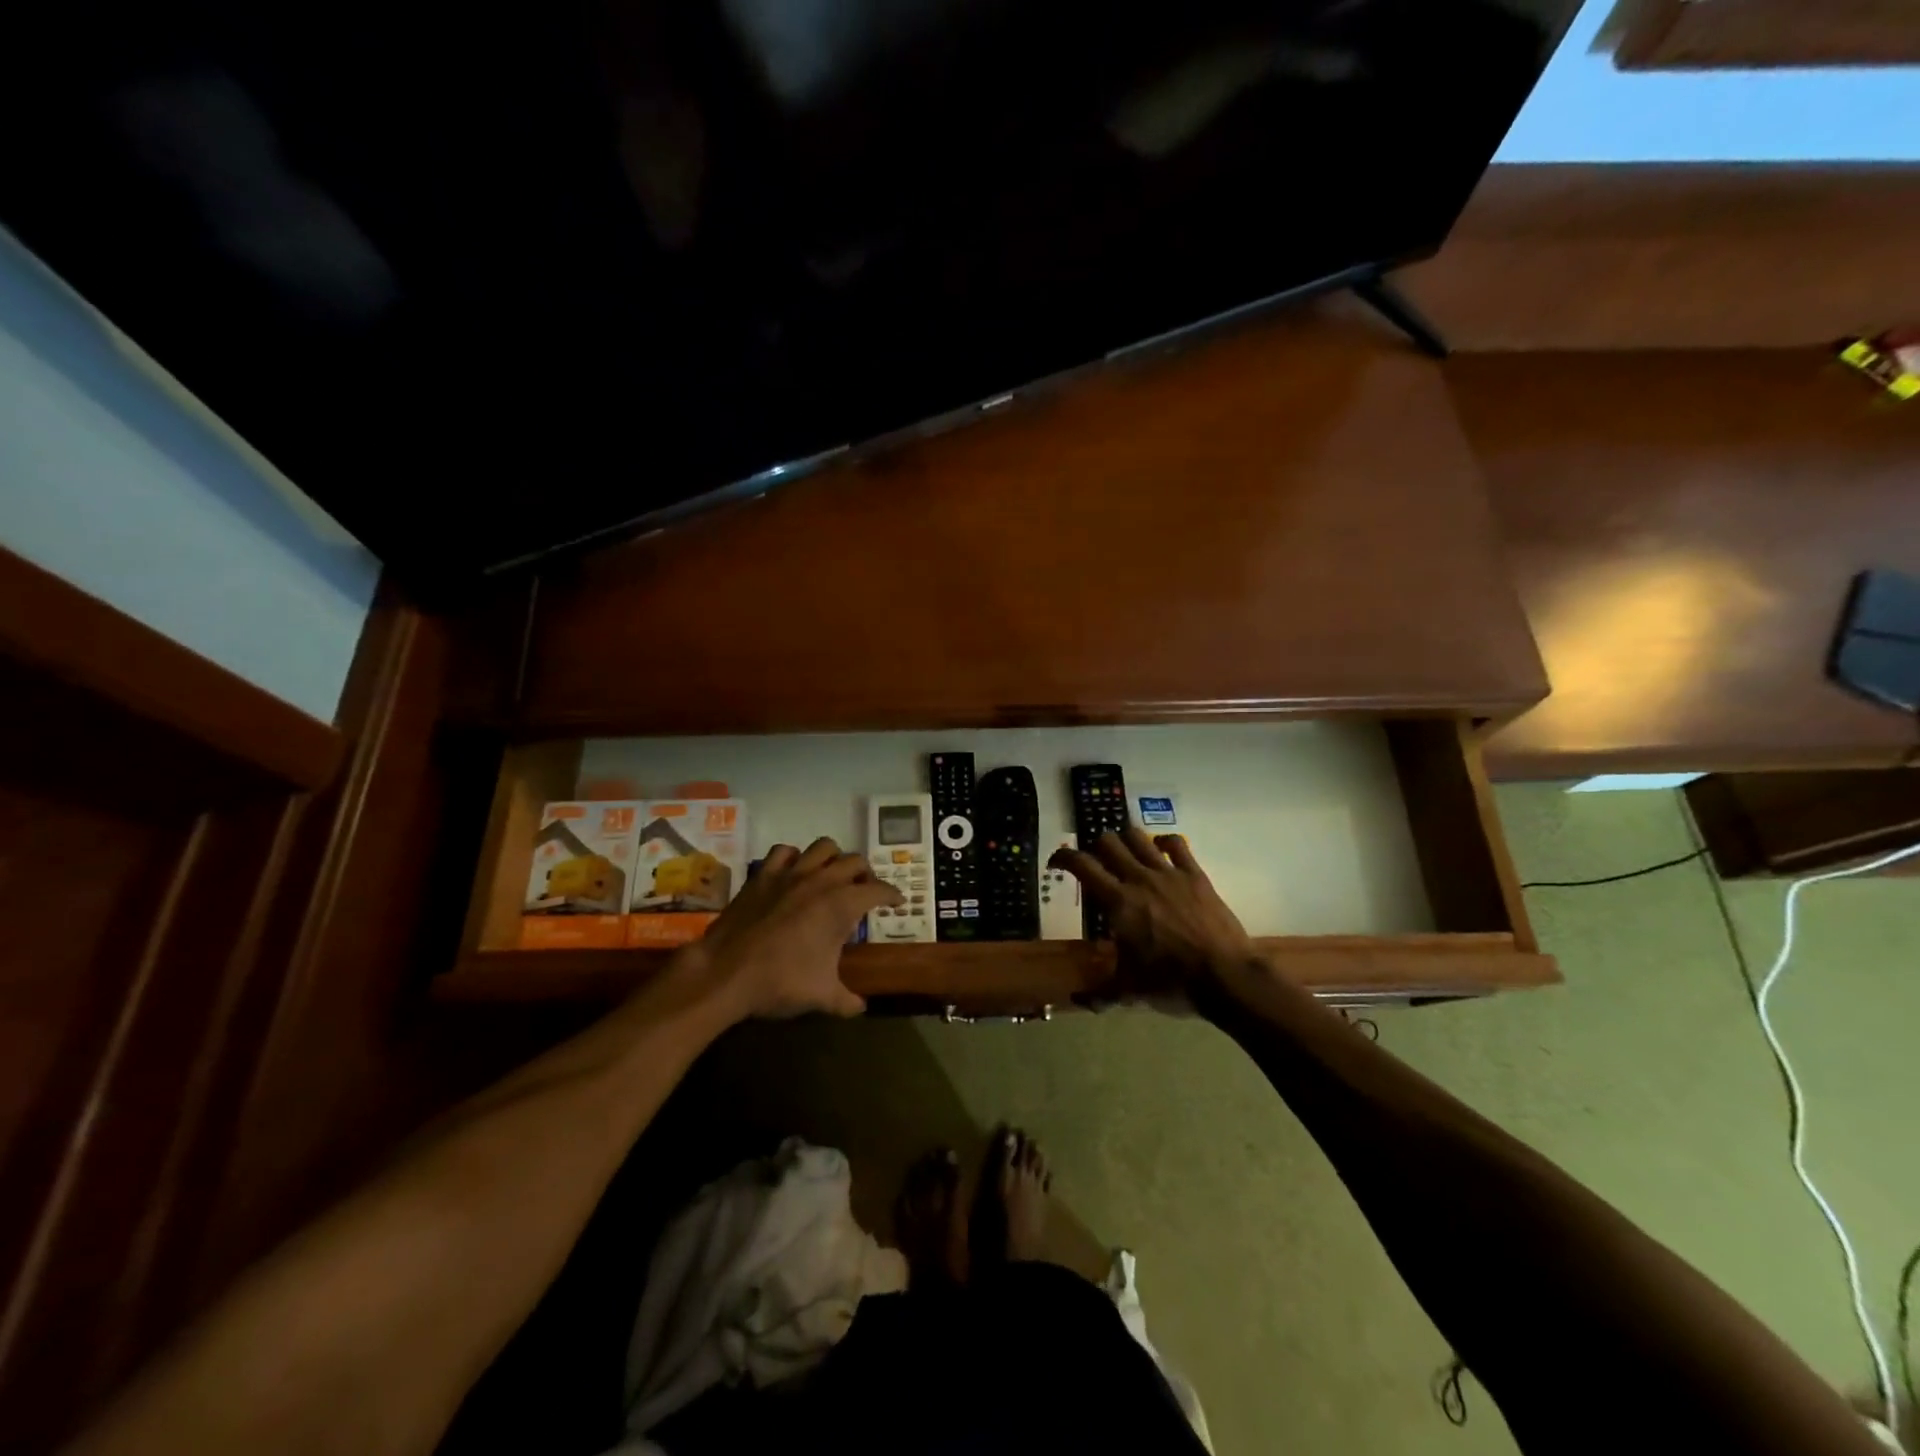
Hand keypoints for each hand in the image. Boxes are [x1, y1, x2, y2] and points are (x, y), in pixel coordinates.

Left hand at [682, 837, 900, 1020]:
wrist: (726, 973)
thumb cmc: (781, 982)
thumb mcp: (822, 996)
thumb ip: (847, 1000)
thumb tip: (861, 1008)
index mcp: (842, 904)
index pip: (879, 890)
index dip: (892, 895)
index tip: (897, 902)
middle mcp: (821, 881)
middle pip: (855, 862)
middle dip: (866, 874)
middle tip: (865, 891)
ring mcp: (790, 874)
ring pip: (823, 847)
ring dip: (833, 858)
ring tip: (833, 876)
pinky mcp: (763, 875)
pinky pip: (784, 852)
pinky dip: (794, 858)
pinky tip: (794, 872)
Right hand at [1049, 827, 1257, 1011]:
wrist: (1225, 975)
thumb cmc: (1171, 982)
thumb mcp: (1130, 991)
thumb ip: (1101, 993)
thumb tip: (1078, 1000)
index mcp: (1118, 902)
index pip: (1082, 865)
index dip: (1064, 858)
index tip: (1057, 863)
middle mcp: (1139, 879)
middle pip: (1108, 842)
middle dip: (1095, 847)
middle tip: (1096, 862)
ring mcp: (1169, 873)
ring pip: (1139, 837)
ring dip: (1126, 840)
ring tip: (1125, 853)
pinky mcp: (1195, 874)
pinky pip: (1177, 844)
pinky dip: (1164, 842)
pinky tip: (1162, 851)